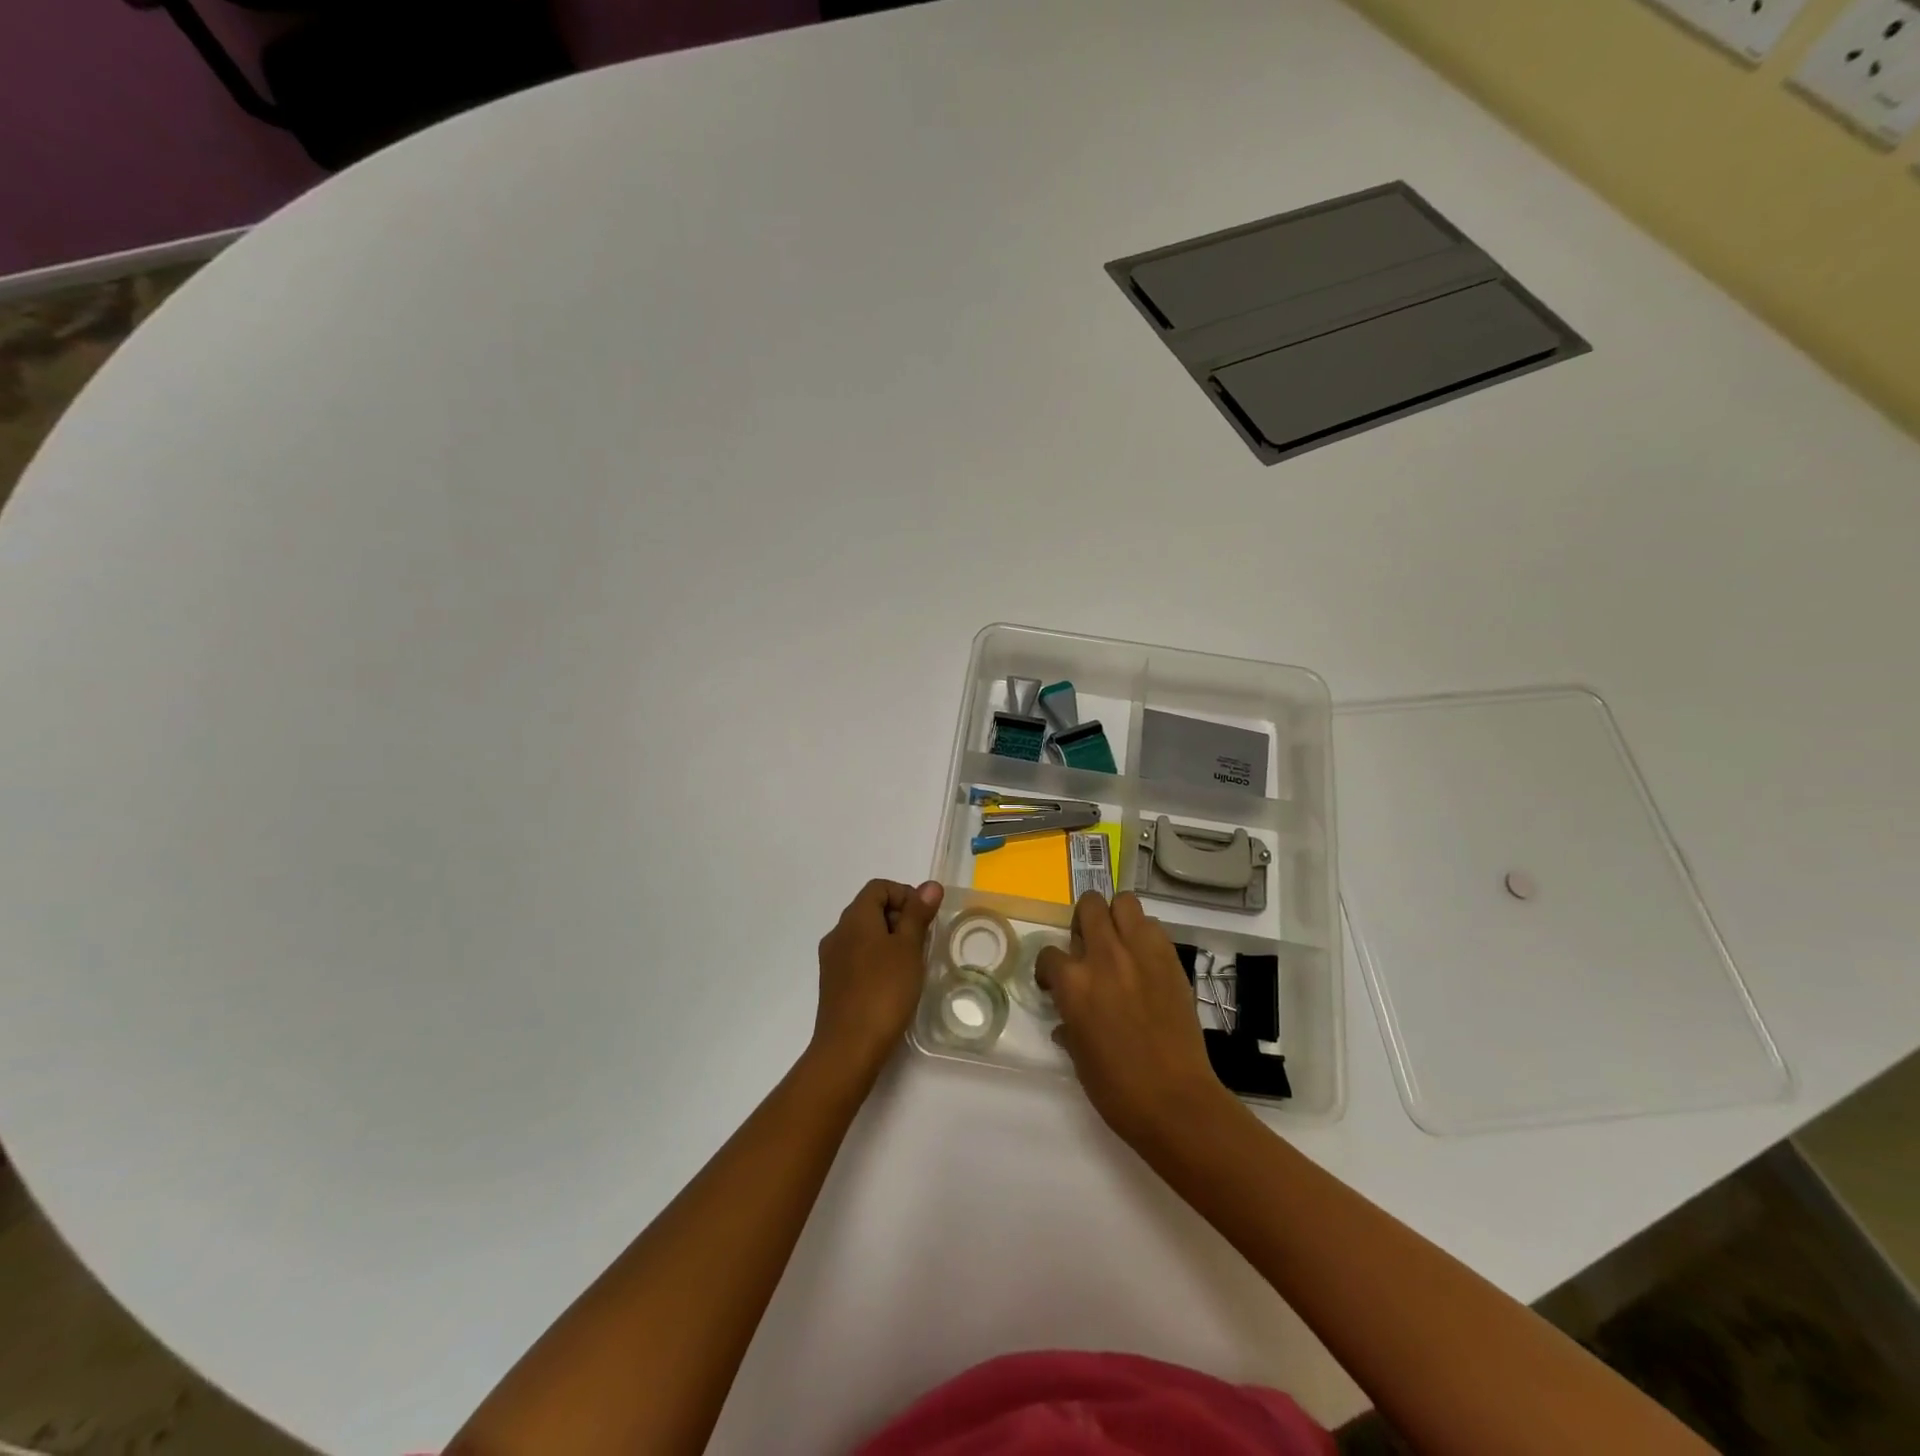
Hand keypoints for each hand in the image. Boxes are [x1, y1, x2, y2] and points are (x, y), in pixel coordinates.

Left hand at [810, 878, 944, 1082]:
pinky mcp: (833, 983)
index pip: (879, 887)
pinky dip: (878, 960)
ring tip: (912, 965)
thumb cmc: (884, 991)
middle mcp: (838, 933)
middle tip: (922, 943)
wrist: (849, 1048)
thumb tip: (930, 885)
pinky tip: (894, 984)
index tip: (924, 919)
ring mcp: (832, 960)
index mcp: (854, 918)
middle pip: (870, 909)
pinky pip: (858, 958)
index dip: (905, 894)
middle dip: (900, 918)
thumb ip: (918, 914)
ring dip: (890, 941)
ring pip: (865, 935)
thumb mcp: (908, 949)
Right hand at [1036, 892, 1235, 1149]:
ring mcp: (1140, 953)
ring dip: (1117, 917)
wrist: (1174, 1100)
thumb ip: (1070, 1025)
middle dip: (1083, 922)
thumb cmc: (1116, 1088)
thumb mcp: (1079, 1056)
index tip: (1054, 984)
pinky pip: (1153, 927)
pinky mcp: (1170, 959)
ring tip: (1118, 943)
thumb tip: (1067, 1021)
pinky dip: (1144, 935)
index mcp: (1073, 983)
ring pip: (1124, 902)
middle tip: (1088, 947)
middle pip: (1089, 906)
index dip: (1049, 969)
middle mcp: (1104, 956)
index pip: (1048, 954)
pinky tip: (1144, 960)